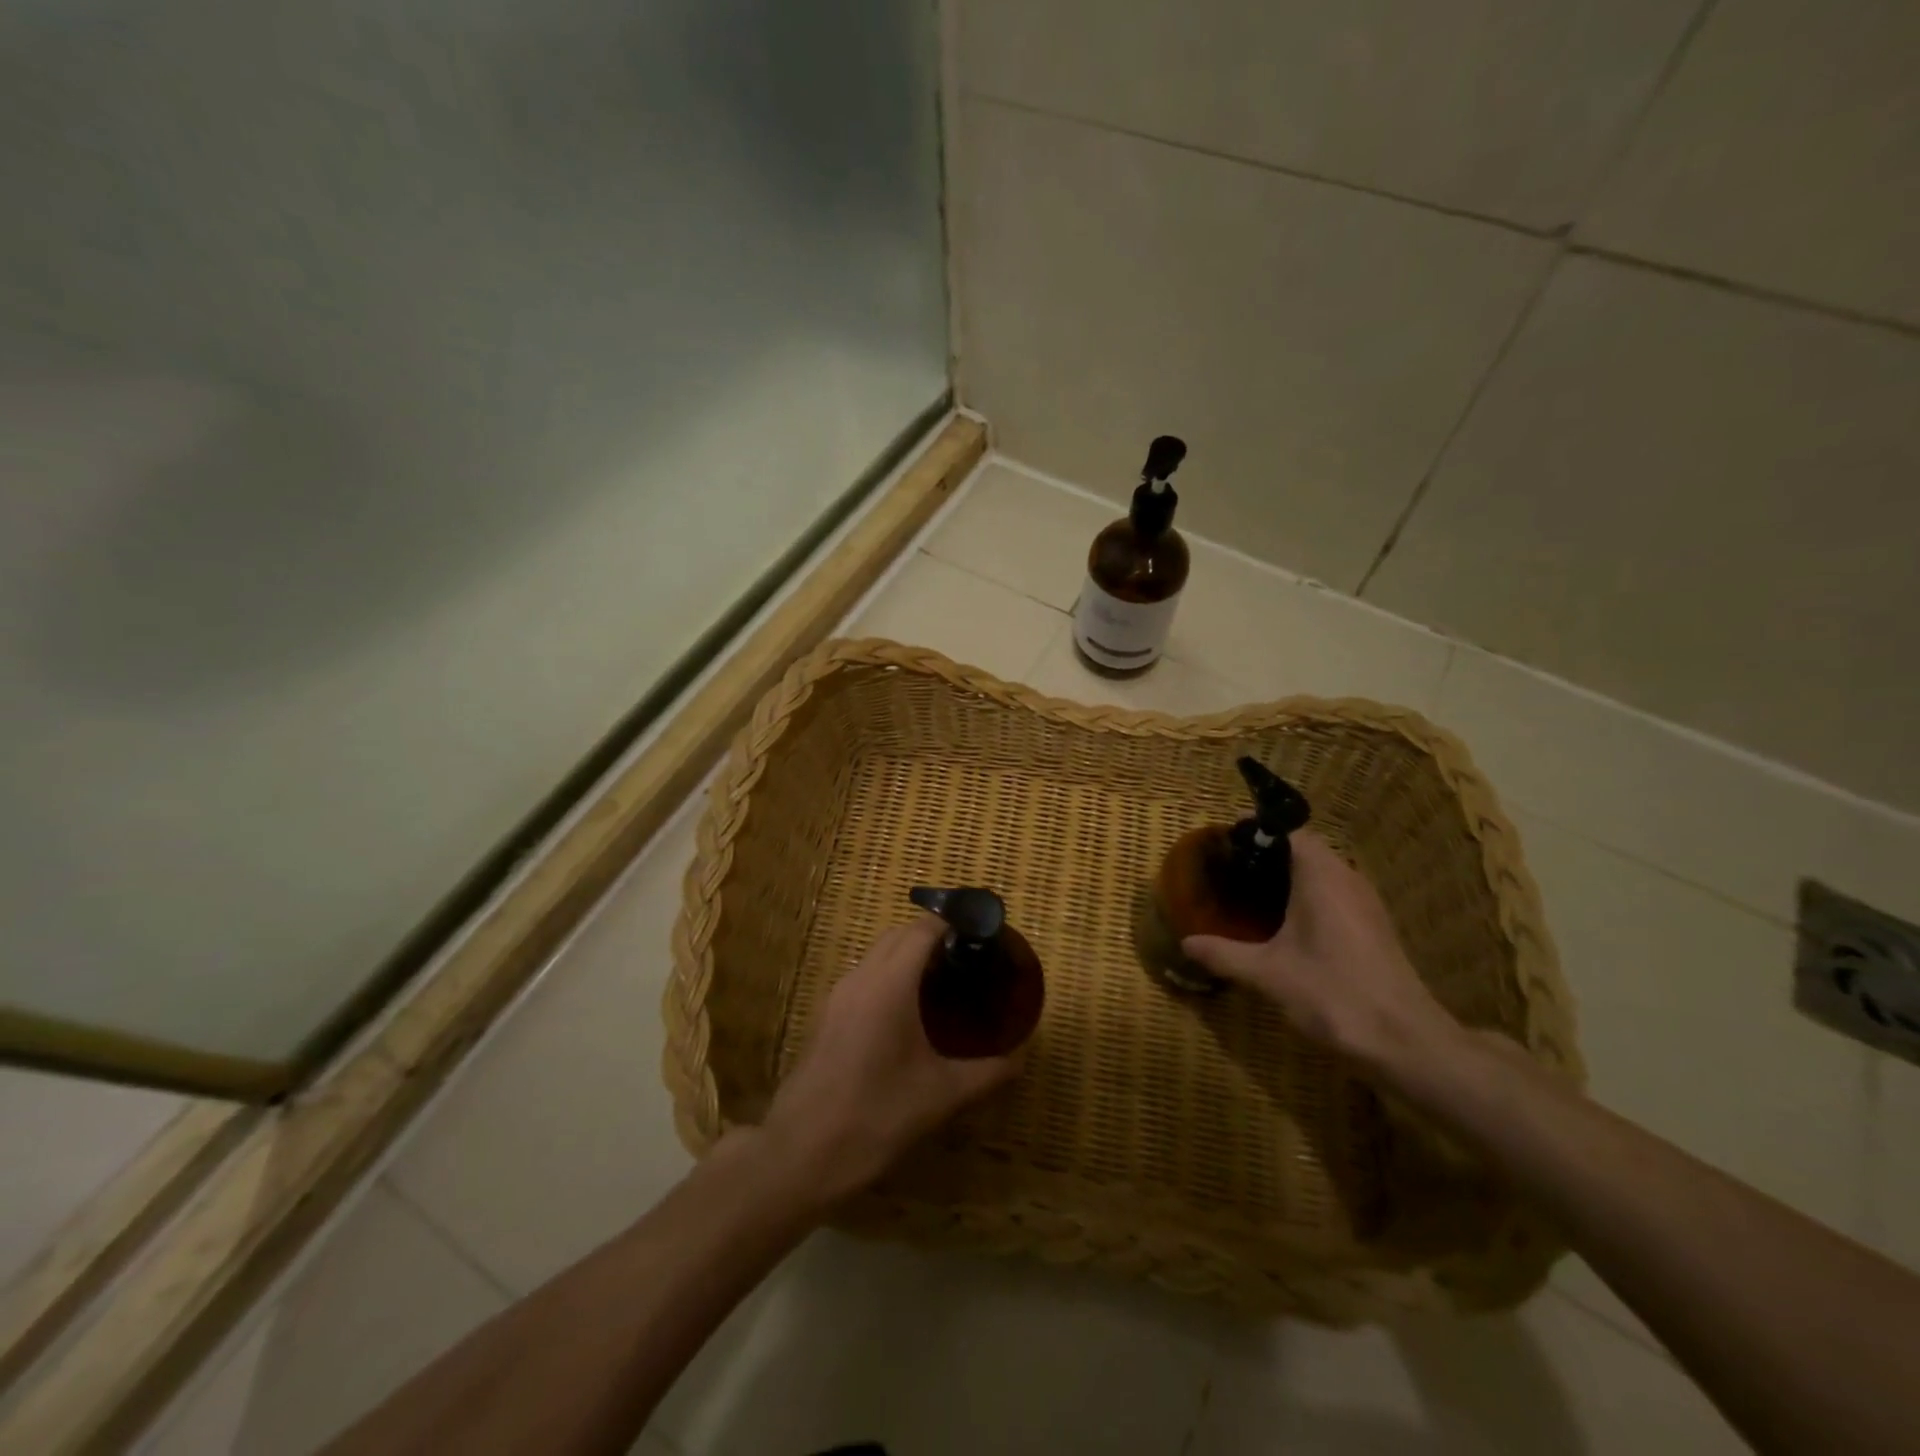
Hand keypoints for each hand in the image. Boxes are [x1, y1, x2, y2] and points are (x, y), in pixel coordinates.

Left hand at [763, 916, 1022, 1201]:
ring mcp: (837, 996)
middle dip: (932, 936)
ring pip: (877, 954)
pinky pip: (863, 977)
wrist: (799, 1154)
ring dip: (907, 955)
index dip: (953, 924)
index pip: (923, 930)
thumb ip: (987, 1073)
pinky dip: (888, 976)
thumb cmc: (875, 1116)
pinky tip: (907, 1014)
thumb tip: (1020, 1059)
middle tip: (968, 960)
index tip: (982, 936)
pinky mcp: (825, 1017)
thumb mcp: (940, 1097)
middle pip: (898, 935)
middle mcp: (861, 978)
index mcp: (890, 984)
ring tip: (942, 984)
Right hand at [1182, 832, 1463, 1082]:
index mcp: (1322, 877)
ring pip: (1323, 874)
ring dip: (1290, 878)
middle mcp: (1347, 879)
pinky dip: (1308, 899)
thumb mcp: (1268, 974)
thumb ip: (1224, 954)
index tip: (1226, 845)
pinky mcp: (1374, 928)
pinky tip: (1286, 927)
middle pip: (1306, 850)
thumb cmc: (1333, 993)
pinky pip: (1335, 895)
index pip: (1290, 831)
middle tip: (1231, 871)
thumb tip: (1186, 943)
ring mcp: (1366, 904)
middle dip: (1269, 855)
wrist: (1405, 1041)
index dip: (1258, 832)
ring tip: (1251, 895)